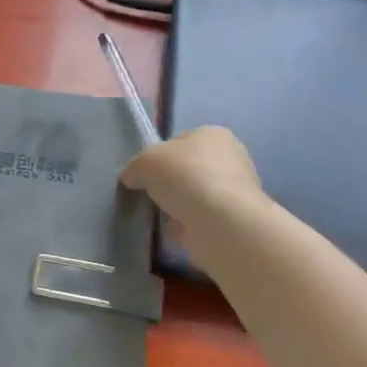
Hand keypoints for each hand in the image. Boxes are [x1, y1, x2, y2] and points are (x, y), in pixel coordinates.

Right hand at [119, 127, 266, 241]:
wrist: (221, 222)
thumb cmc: (186, 178)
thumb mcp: (145, 162)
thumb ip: (134, 167)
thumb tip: (131, 178)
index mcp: (213, 134)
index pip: (178, 141)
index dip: (157, 157)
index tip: (144, 174)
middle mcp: (230, 158)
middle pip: (186, 169)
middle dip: (168, 183)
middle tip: (149, 196)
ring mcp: (235, 190)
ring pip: (193, 195)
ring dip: (177, 206)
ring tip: (159, 217)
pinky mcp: (234, 219)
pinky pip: (200, 219)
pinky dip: (186, 225)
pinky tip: (173, 232)